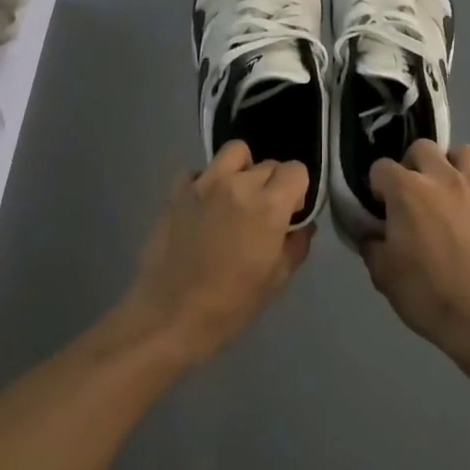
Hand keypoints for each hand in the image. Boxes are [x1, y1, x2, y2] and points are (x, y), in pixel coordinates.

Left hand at [123, 143, 312, 364]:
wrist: (168, 317)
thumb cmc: (230, 305)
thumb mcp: (276, 280)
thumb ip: (296, 244)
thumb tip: (301, 226)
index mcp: (269, 205)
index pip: (296, 170)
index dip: (298, 190)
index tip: (290, 212)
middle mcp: (238, 184)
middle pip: (268, 164)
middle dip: (272, 183)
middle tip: (262, 212)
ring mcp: (204, 183)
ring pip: (235, 152)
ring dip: (242, 169)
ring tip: (235, 196)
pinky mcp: (177, 191)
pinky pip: (198, 172)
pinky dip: (205, 182)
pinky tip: (203, 206)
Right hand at [360, 142, 469, 358]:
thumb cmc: (428, 294)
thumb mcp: (383, 275)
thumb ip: (371, 244)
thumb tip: (371, 231)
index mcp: (407, 190)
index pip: (381, 167)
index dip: (376, 186)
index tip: (378, 208)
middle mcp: (441, 178)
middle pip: (422, 148)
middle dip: (411, 165)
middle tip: (409, 195)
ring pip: (462, 152)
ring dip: (449, 165)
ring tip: (443, 192)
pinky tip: (468, 224)